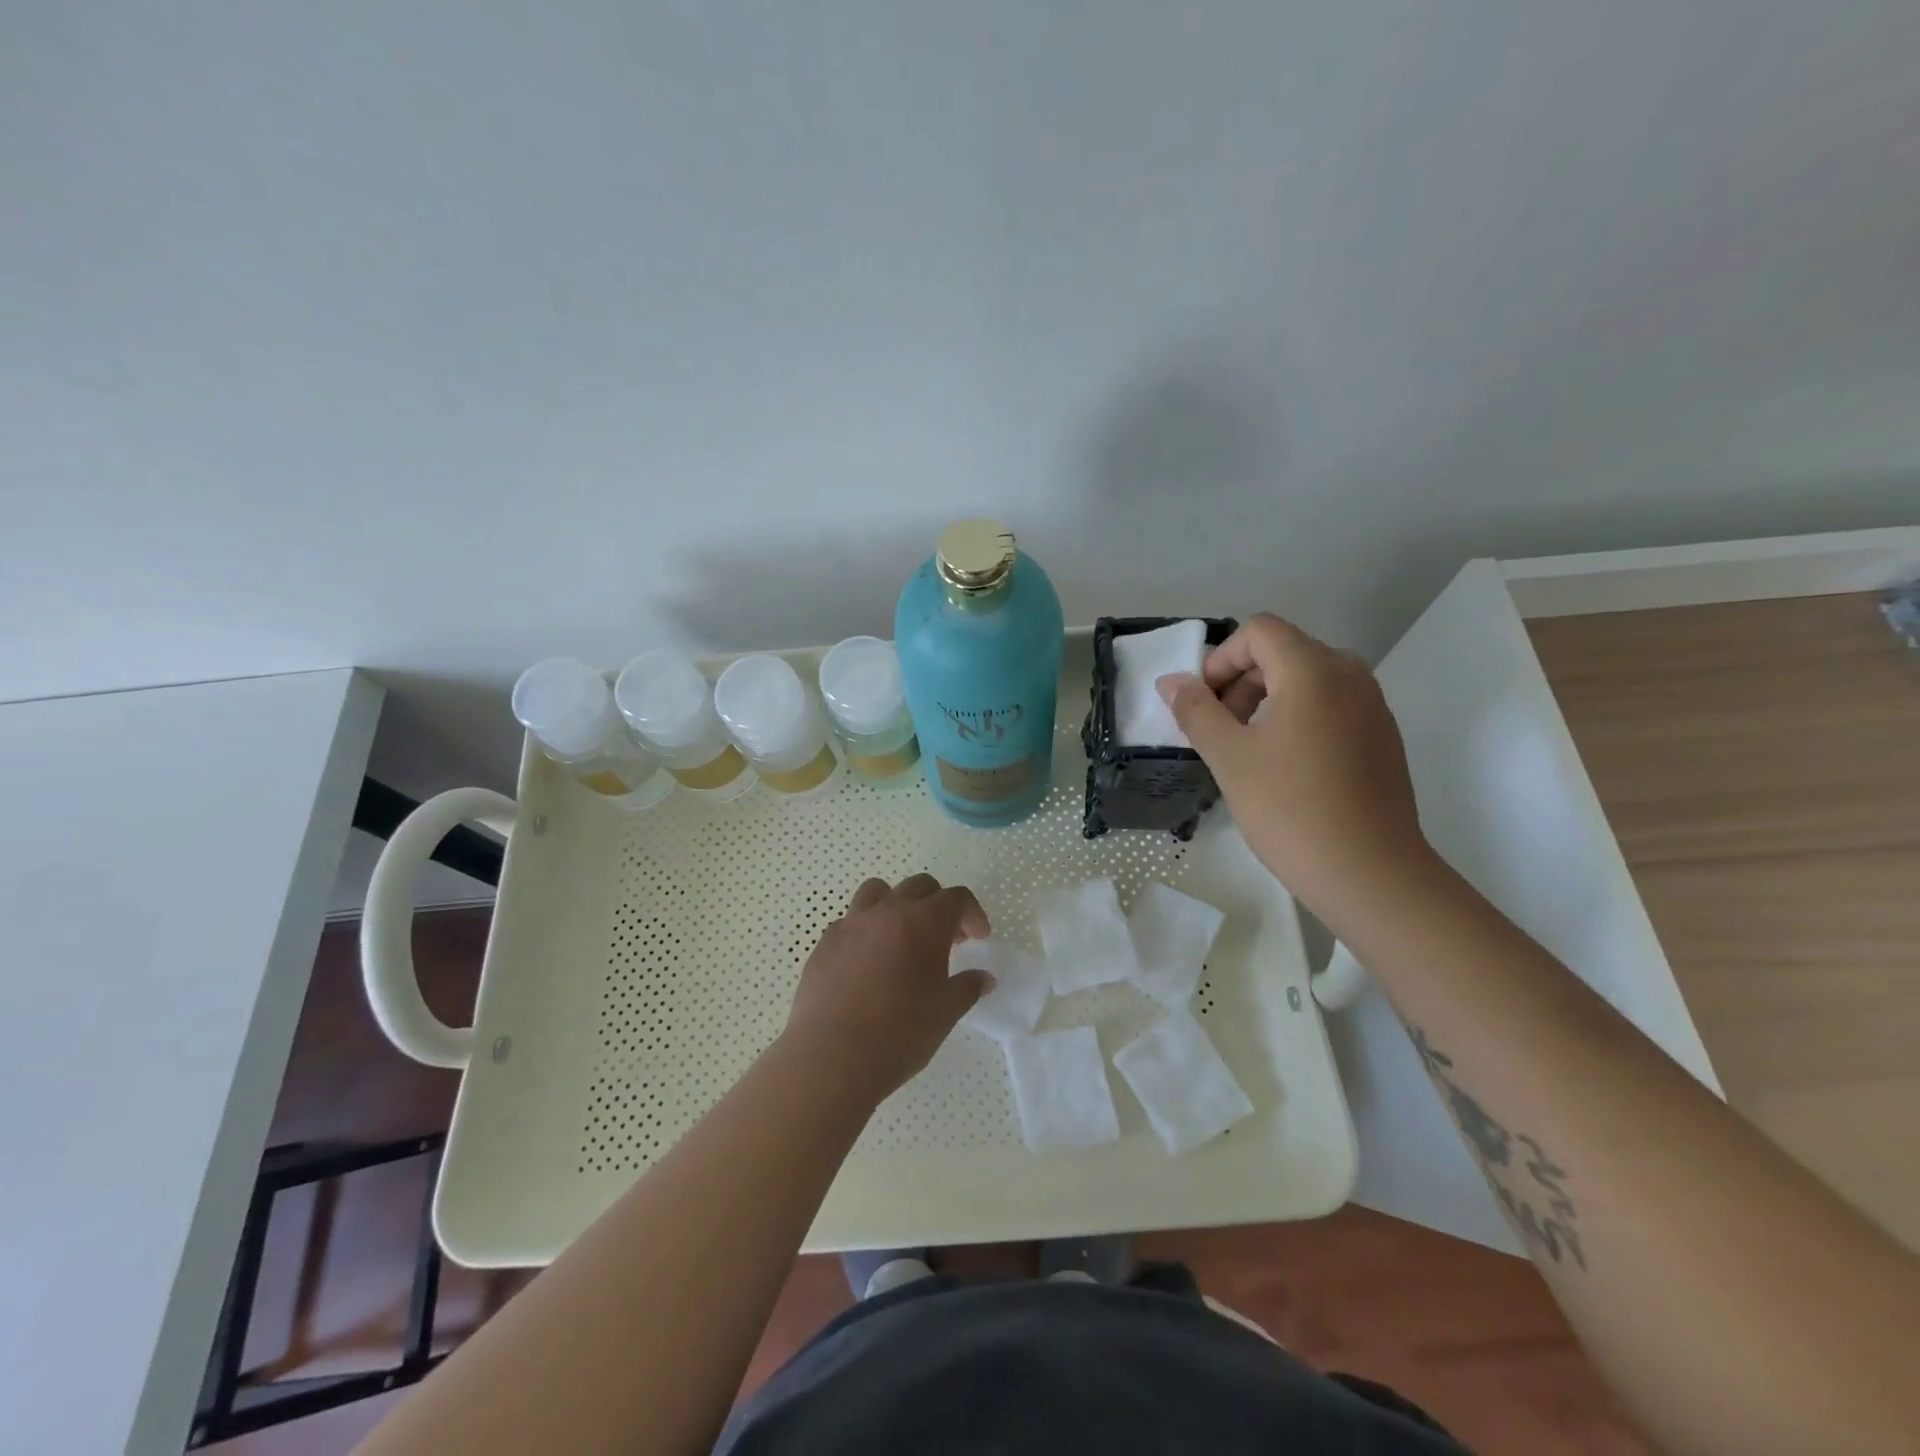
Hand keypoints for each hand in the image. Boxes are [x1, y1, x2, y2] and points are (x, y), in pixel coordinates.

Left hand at [782, 874, 993, 1104]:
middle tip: (945, 939)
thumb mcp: (945, 1013)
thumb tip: (984, 978)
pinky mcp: (824, 943)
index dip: (972, 914)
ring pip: (878, 891)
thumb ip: (968, 988)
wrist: (832, 1057)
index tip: (978, 939)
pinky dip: (865, 931)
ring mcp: (852, 923)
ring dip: (897, 905)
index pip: (956, 898)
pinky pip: (849, 921)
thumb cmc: (899, 1033)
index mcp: (925, 922)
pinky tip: (867, 963)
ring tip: (901, 938)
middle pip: (919, 886)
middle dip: (938, 905)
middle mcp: (888, 911)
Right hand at [1157, 613, 1429, 926]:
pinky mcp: (1382, 737)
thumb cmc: (1290, 809)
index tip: (1203, 704)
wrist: (1370, 873)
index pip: (1259, 631)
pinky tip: (1285, 768)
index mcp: (1313, 670)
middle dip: (1241, 681)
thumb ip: (1196, 711)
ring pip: (1308, 680)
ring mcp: (1372, 706)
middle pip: (1284, 651)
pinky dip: (1298, 718)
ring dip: (1266, 700)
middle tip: (1218, 730)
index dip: (1221, 659)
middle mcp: (1350, 675)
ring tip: (1247, 750)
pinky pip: (1331, 706)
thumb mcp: (1229, 757)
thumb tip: (1171, 682)